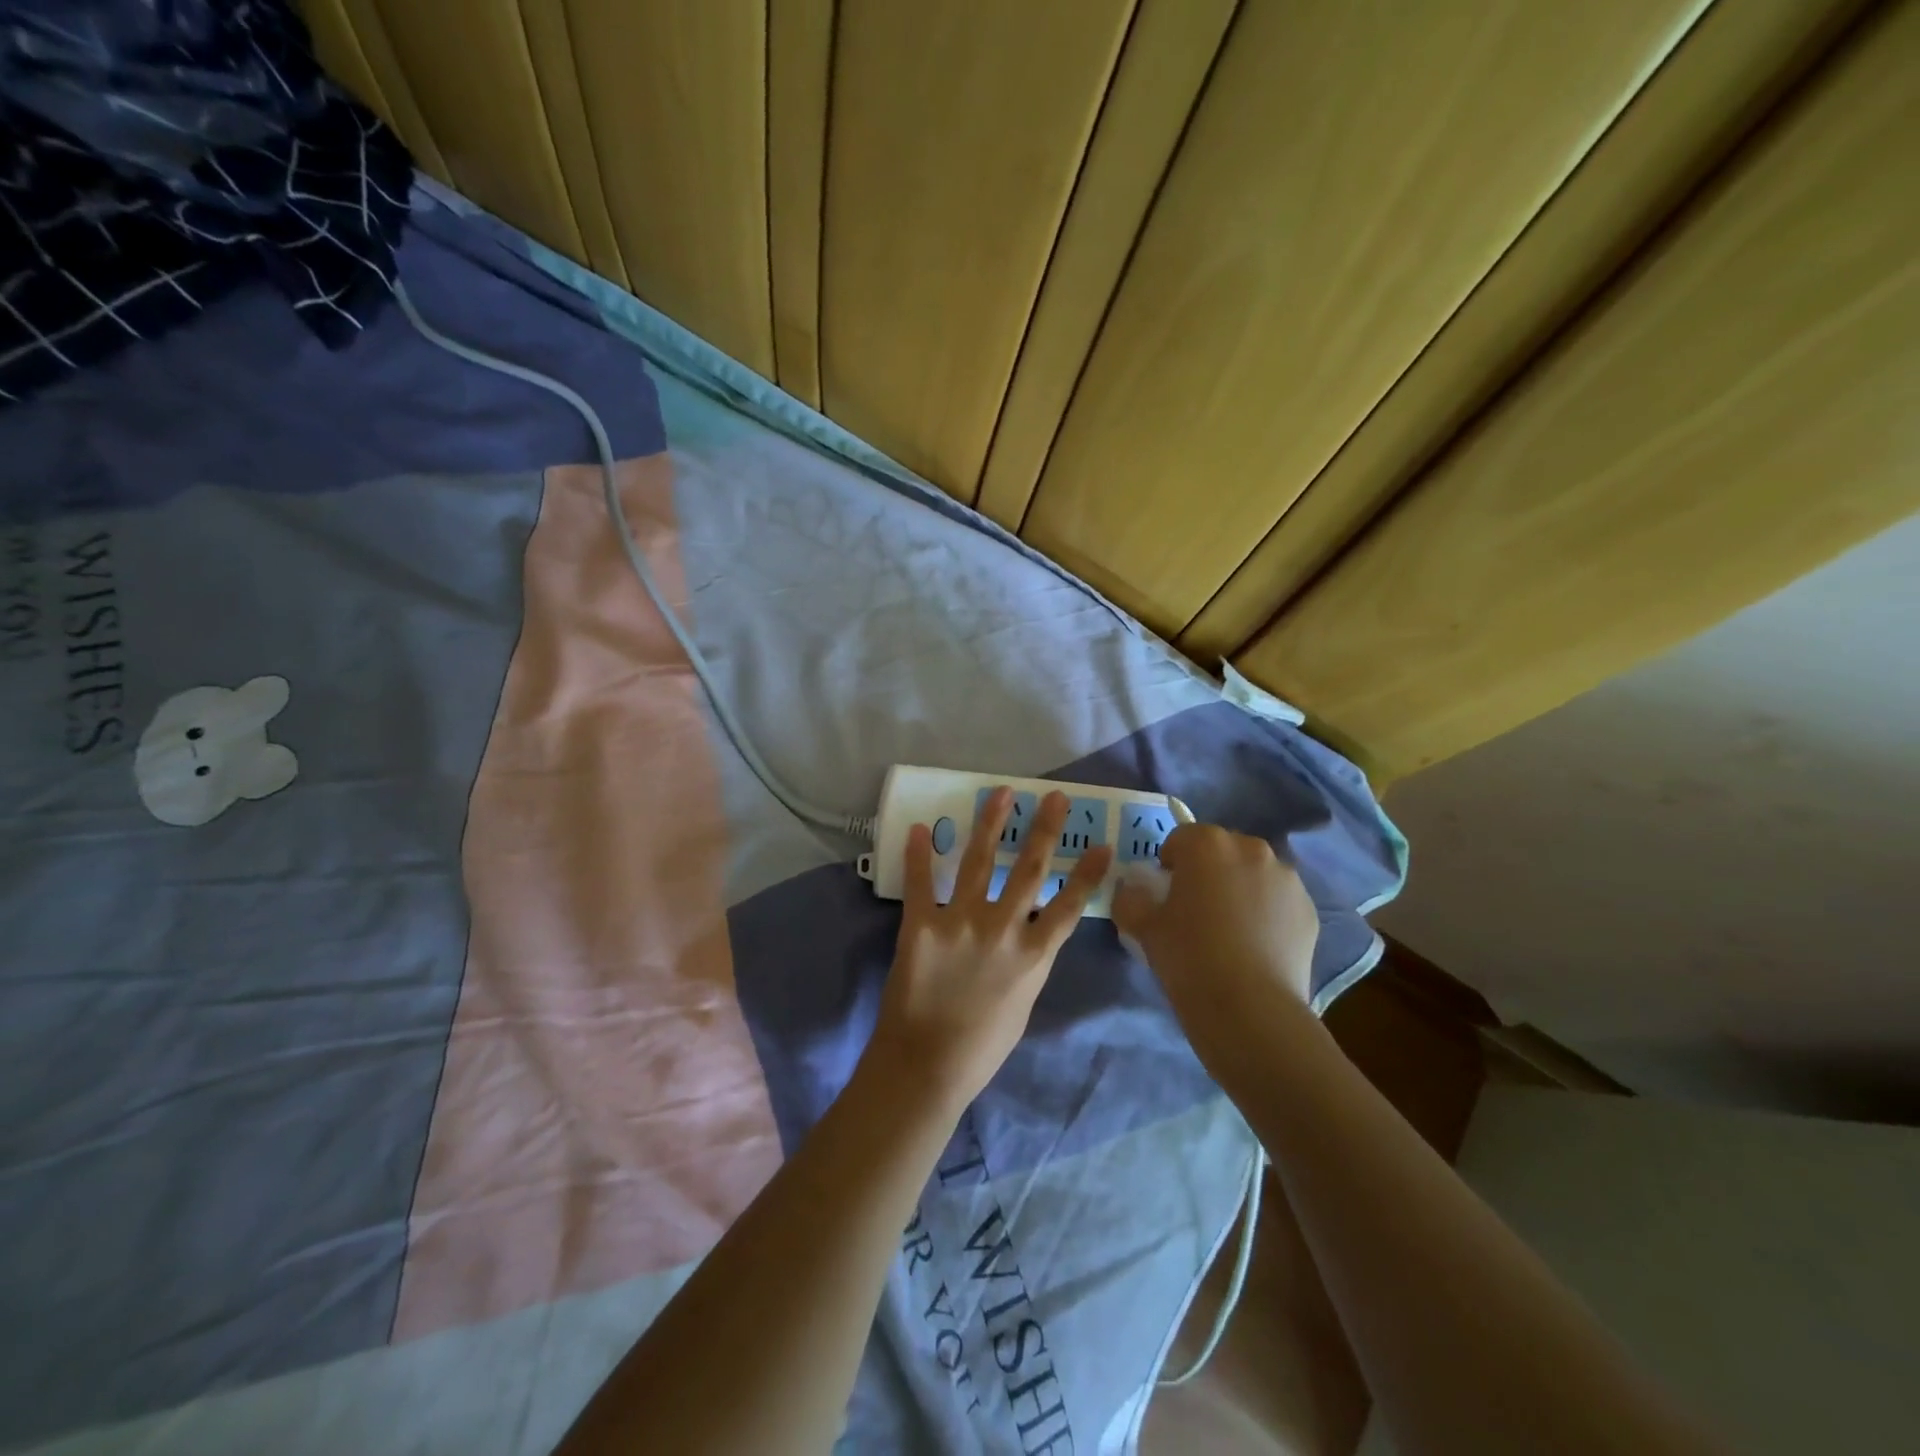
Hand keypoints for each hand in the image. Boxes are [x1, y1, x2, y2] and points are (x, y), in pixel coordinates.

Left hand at [868, 788, 1113, 1107]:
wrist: (926, 1067)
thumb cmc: (981, 1046)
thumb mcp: (1023, 1004)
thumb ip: (1029, 963)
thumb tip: (1033, 934)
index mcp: (1033, 956)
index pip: (1069, 906)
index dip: (1086, 874)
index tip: (1101, 844)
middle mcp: (1003, 930)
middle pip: (1029, 870)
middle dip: (1044, 830)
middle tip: (1053, 797)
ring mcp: (961, 924)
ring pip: (980, 862)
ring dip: (991, 824)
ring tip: (1001, 793)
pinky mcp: (921, 926)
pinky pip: (921, 883)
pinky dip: (920, 854)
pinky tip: (923, 828)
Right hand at [1111, 824, 1318, 1029]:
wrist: (1250, 1009)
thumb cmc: (1188, 957)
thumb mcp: (1142, 926)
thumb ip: (1130, 898)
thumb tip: (1133, 890)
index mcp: (1207, 844)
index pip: (1180, 839)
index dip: (1169, 864)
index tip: (1165, 895)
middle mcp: (1251, 849)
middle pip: (1221, 850)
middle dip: (1208, 871)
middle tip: (1196, 911)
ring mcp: (1286, 878)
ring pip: (1254, 873)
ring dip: (1240, 888)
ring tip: (1230, 931)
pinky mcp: (1308, 909)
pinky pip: (1278, 900)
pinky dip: (1266, 912)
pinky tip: (1255, 946)